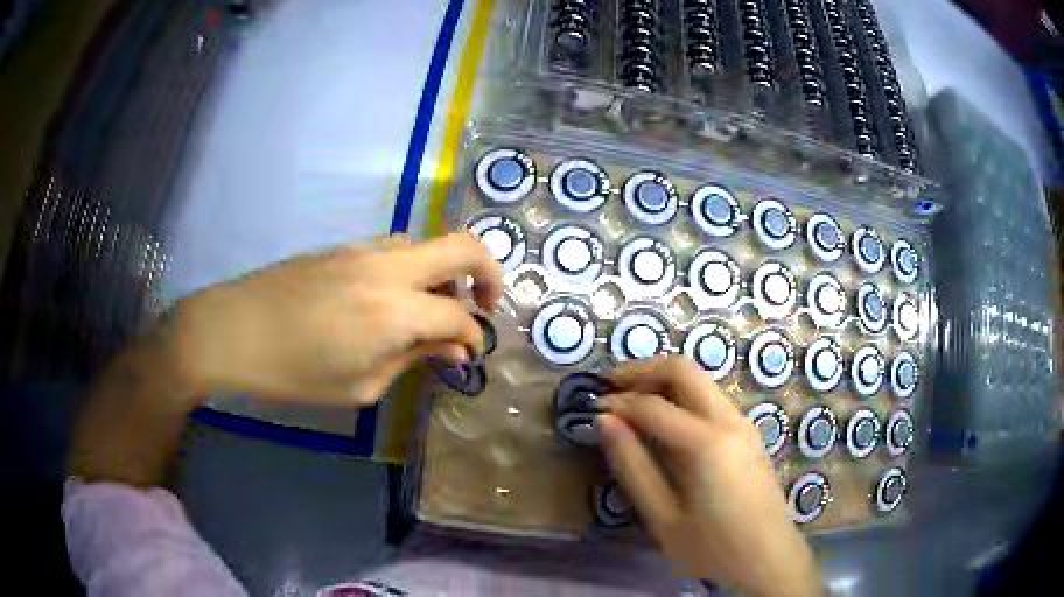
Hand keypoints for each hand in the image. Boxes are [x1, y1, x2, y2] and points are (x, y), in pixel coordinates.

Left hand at [170, 232, 502, 406]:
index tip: (469, 355)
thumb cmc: (293, 372)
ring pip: (427, 243)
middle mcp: (389, 268)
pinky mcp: (344, 247)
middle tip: (485, 305)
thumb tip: (451, 349)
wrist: (233, 330)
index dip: (473, 338)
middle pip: (464, 246)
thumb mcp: (359, 385)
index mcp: (395, 311)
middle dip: (490, 273)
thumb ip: (411, 360)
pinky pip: (395, 249)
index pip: (458, 317)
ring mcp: (364, 250)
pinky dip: (412, 269)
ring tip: (432, 308)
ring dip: (444, 271)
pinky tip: (392, 299)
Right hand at [597, 357, 820, 596]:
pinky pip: (711, 400)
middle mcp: (730, 421)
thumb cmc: (712, 548)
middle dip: (642, 371)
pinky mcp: (748, 434)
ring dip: (663, 382)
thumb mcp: (662, 517)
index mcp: (708, 443)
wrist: (769, 559)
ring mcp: (744, 424)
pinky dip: (681, 397)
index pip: (653, 405)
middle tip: (610, 386)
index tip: (591, 408)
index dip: (618, 403)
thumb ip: (632, 466)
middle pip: (684, 370)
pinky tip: (663, 422)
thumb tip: (604, 421)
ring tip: (630, 402)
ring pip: (700, 381)